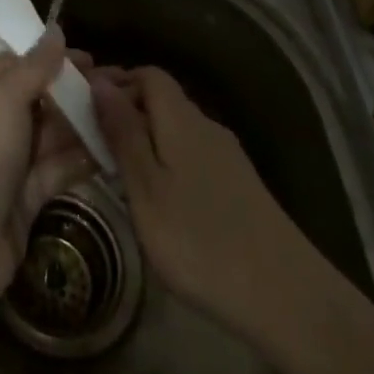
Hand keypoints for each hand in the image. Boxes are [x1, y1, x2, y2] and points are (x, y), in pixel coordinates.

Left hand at [0, 28, 97, 305]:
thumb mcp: (3, 100)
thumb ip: (34, 66)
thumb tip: (56, 31)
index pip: (9, 64)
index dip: (48, 59)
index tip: (88, 59)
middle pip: (31, 98)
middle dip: (70, 93)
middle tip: (113, 86)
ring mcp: (1, 160)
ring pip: (46, 133)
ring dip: (80, 124)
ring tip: (121, 113)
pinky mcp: (20, 194)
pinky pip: (53, 166)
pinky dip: (79, 157)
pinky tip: (112, 148)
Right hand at [90, 64, 317, 331]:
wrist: (288, 299)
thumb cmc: (200, 241)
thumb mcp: (146, 188)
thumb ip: (122, 133)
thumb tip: (100, 82)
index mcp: (181, 118)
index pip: (148, 75)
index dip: (116, 81)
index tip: (85, 105)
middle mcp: (206, 126)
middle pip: (163, 100)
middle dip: (127, 112)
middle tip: (94, 142)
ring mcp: (228, 158)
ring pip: (177, 130)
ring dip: (147, 140)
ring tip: (120, 174)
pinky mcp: (241, 188)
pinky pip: (193, 156)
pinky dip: (168, 163)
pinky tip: (161, 202)